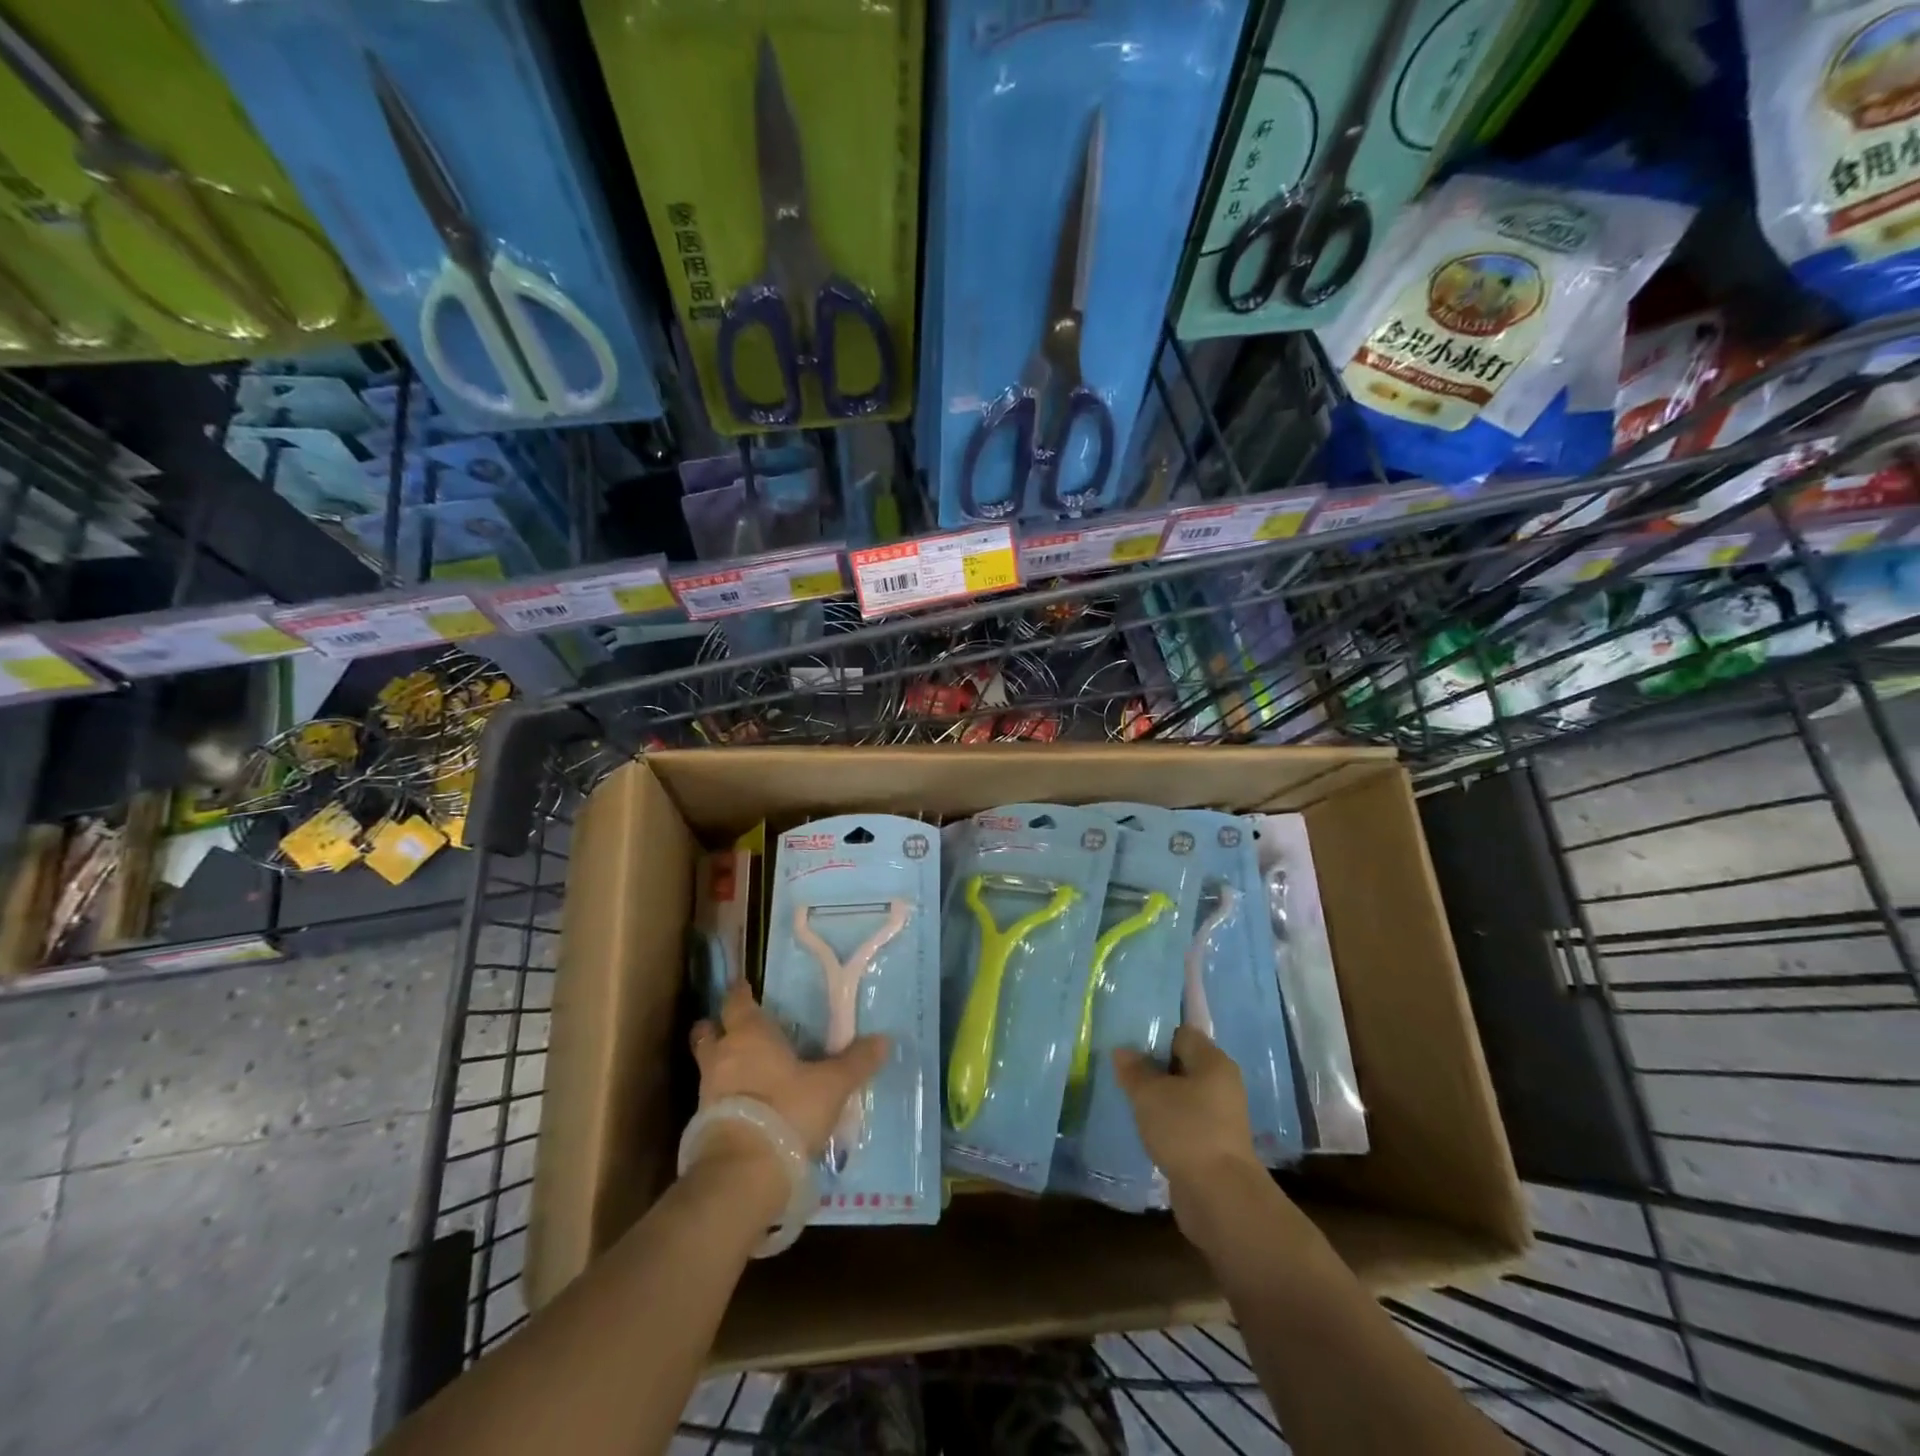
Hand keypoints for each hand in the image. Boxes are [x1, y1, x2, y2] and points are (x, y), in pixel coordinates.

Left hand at [690, 980, 890, 1161]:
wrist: (743, 1173)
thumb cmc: (786, 1110)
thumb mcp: (831, 1086)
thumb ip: (855, 1062)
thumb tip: (884, 1040)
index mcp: (749, 1034)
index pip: (736, 1002)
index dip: (740, 993)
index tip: (744, 987)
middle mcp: (722, 1056)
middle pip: (708, 1033)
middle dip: (716, 1027)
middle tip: (732, 1028)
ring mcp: (707, 1093)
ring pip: (708, 1066)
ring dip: (720, 1065)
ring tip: (744, 1070)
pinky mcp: (702, 1126)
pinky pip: (712, 1100)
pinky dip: (724, 1098)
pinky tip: (745, 1106)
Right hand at [1114, 1026, 1267, 1236]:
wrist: (1219, 1197)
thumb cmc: (1186, 1130)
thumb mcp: (1149, 1094)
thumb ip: (1134, 1069)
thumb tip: (1122, 1051)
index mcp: (1213, 1062)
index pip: (1182, 1033)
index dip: (1155, 1034)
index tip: (1128, 1041)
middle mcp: (1222, 1084)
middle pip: (1183, 1063)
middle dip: (1154, 1066)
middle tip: (1122, 1068)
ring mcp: (1221, 1117)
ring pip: (1183, 1095)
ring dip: (1159, 1097)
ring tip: (1128, 1097)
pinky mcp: (1214, 1144)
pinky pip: (1185, 1121)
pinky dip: (1167, 1122)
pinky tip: (1144, 1126)